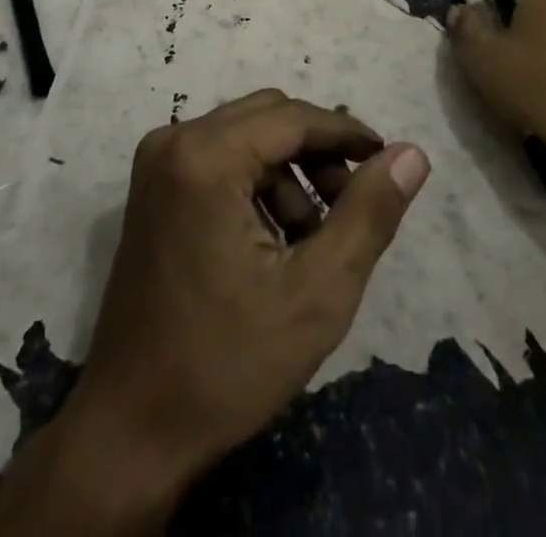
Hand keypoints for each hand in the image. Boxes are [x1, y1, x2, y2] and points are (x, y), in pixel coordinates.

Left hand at [0, 90, 430, 534]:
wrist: (132, 427)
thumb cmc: (227, 363)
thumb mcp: (317, 292)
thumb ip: (368, 214)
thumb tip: (412, 154)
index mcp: (205, 155)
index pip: (293, 117)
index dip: (347, 134)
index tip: (389, 162)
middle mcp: (174, 140)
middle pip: (267, 118)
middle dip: (317, 153)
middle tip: (354, 205)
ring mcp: (157, 162)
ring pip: (245, 137)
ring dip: (288, 173)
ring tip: (316, 238)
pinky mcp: (153, 187)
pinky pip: (218, 159)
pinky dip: (255, 184)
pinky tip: (276, 242)